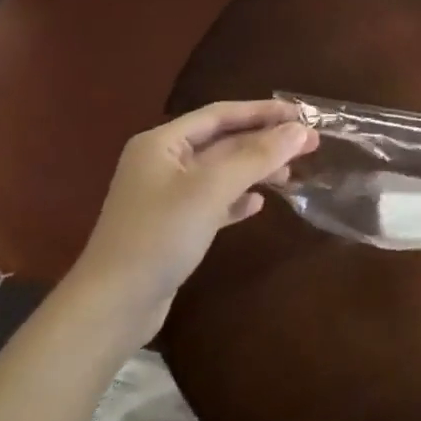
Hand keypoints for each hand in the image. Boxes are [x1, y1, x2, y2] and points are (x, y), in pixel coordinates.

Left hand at [66, 101, 317, 342]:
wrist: (111, 308)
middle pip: (223, 142)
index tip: (301, 114)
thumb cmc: (158, 236)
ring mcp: (166, 197)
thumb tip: (301, 130)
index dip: (262, 111)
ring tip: (291, 175)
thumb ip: (258, 156)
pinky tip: (258, 205)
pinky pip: (213, 201)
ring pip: (222, 172)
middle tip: (310, 143)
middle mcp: (162, 163)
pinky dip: (238, 199)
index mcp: (162, 143)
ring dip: (256, 170)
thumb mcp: (212, 189)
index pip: (220, 114)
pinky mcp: (172, 227)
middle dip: (265, 141)